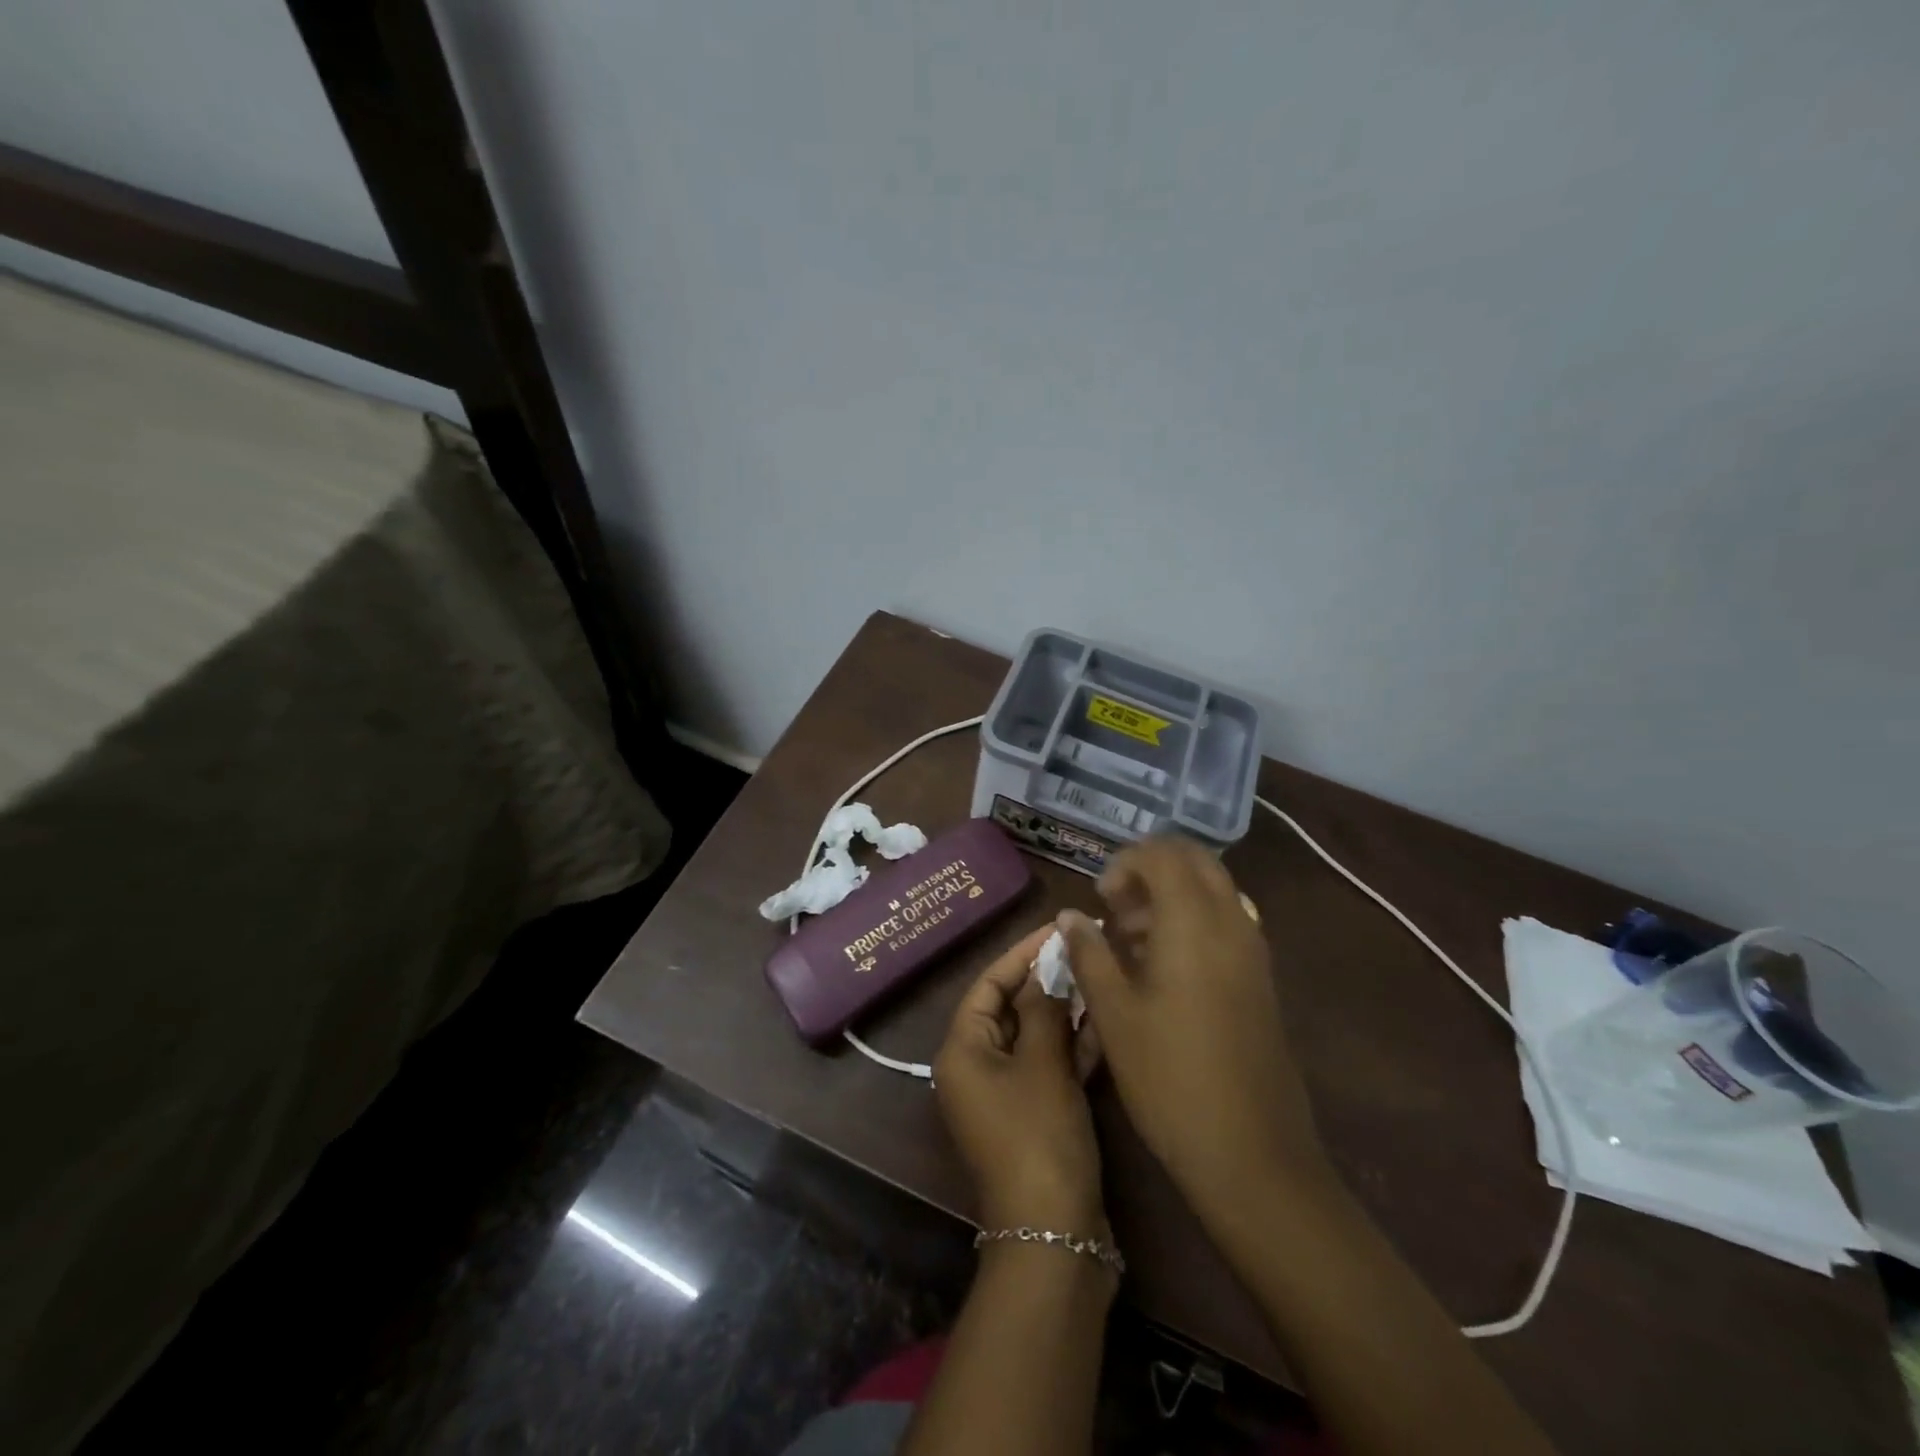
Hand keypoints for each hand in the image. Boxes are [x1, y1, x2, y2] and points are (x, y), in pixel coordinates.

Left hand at [934, 925, 1105, 1233]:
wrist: (1055, 1236)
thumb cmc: (1039, 1137)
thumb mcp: (1043, 1064)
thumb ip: (1045, 1008)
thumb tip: (1049, 966)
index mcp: (962, 1050)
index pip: (988, 984)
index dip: (1021, 954)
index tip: (1057, 929)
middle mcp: (976, 1068)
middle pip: (1011, 1008)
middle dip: (1047, 980)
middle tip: (1084, 950)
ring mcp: (1005, 1094)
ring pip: (1035, 1036)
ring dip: (1065, 1010)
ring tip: (1100, 976)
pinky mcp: (1033, 1115)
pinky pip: (1049, 1066)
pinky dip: (1073, 1046)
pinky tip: (1105, 1021)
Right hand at [1061, 836, 1330, 1230]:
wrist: (1252, 1153)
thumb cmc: (1169, 1078)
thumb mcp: (1114, 1013)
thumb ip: (1088, 953)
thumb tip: (1069, 915)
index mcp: (1194, 922)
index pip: (1163, 854)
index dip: (1125, 863)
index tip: (1100, 899)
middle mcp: (1232, 922)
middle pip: (1195, 860)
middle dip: (1151, 869)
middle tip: (1117, 908)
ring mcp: (1253, 949)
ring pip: (1214, 888)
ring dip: (1173, 894)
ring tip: (1134, 938)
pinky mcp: (1261, 977)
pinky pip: (1227, 919)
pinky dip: (1194, 919)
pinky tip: (1164, 966)